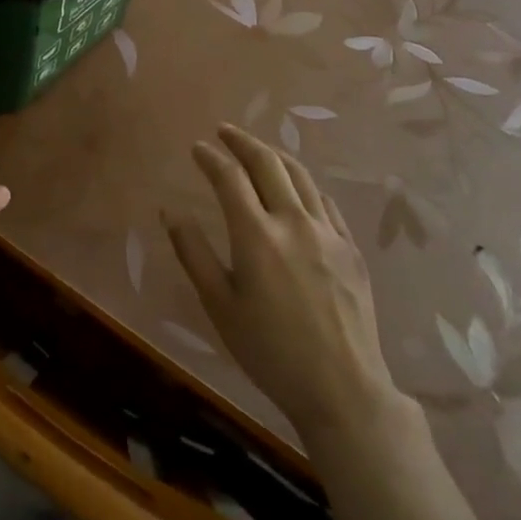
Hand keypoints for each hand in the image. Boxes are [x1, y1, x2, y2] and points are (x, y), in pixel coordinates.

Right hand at [165, 125, 408, 442]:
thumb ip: (193, 253)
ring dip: (274, 154)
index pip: (229, 177)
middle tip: (224, 131)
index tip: (196, 147)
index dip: (210, 157)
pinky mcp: (350, 248)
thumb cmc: (270, 351)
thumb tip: (169, 211)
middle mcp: (293, 222)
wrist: (343, 389)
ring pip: (300, 175)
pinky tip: (296, 188)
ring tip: (257, 149)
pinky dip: (304, 183)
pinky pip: (324, 201)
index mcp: (256, 235)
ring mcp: (328, 232)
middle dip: (242, 141)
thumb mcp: (219, 306)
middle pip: (267, 163)